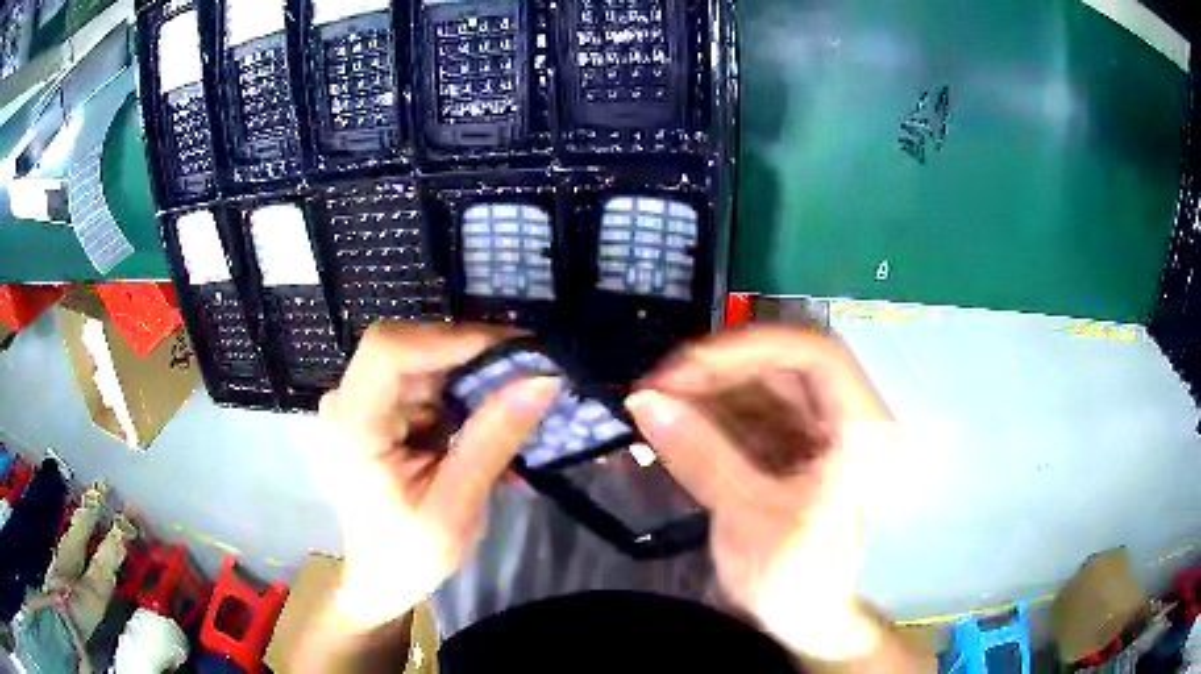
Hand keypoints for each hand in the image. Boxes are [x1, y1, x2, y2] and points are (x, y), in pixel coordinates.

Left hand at [314, 323, 559, 630]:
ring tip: (519, 394)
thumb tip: (543, 379)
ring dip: (470, 374)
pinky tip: (489, 415)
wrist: (380, 577)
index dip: (450, 339)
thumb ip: (493, 440)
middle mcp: (347, 401)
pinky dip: (461, 391)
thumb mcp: (456, 507)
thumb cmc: (409, 554)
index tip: (514, 350)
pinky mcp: (376, 409)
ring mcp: (360, 402)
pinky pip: (423, 380)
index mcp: (351, 426)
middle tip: (529, 369)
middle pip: (408, 347)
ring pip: (421, 359)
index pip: (388, 350)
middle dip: (470, 355)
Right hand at [626, 326, 895, 661]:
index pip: (815, 354)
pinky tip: (677, 429)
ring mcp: (820, 430)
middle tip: (657, 388)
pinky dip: (711, 416)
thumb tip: (644, 400)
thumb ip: (700, 455)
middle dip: (717, 373)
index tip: (687, 367)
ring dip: (707, 394)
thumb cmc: (794, 579)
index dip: (749, 348)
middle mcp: (846, 418)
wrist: (805, 619)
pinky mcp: (795, 445)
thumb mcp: (747, 517)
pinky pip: (751, 413)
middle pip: (782, 366)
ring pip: (761, 386)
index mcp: (861, 432)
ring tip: (657, 409)